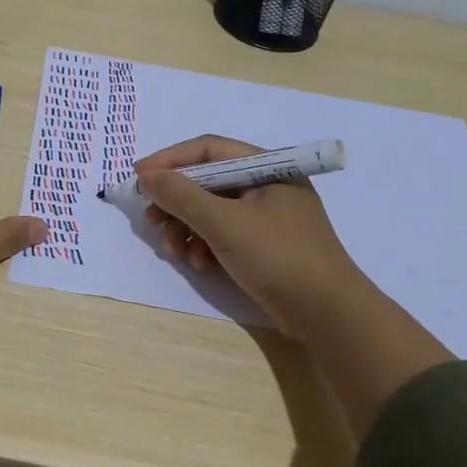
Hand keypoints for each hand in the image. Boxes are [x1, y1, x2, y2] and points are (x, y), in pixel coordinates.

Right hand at [136, 135, 358, 339]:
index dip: (170, 160)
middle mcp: (266, 185)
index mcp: (267, 167)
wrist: (328, 316)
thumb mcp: (224, 224)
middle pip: (206, 181)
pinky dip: (204, 245)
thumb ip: (182, 196)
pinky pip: (222, 234)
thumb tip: (146, 177)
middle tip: (152, 221)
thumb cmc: (279, 257)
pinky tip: (199, 265)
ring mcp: (265, 217)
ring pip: (210, 210)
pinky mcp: (263, 245)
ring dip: (186, 228)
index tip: (139, 178)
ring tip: (174, 251)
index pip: (208, 150)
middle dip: (176, 202)